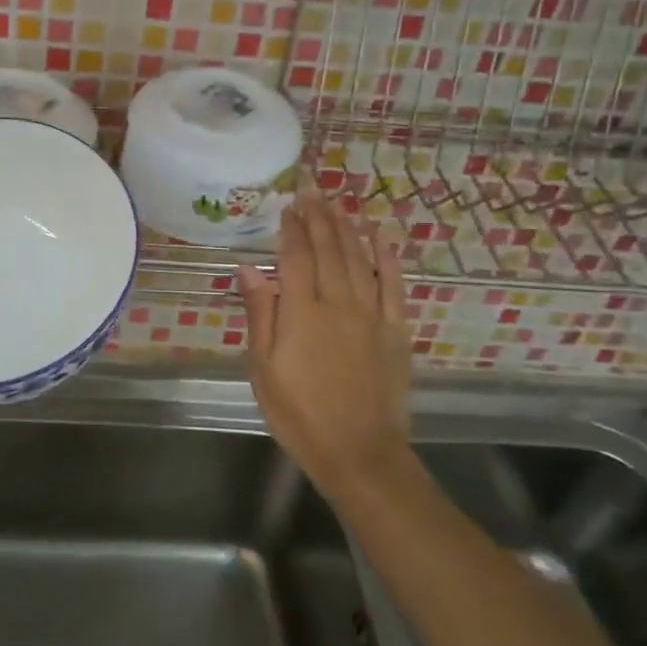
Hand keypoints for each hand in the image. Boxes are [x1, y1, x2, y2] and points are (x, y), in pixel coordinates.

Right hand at [238, 194, 414, 501]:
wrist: (359, 453)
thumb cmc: (299, 413)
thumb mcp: (263, 369)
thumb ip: (260, 315)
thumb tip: (250, 268)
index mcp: (302, 313)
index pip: (296, 258)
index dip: (292, 229)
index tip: (287, 207)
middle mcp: (338, 304)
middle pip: (329, 250)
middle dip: (319, 218)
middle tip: (312, 193)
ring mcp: (372, 315)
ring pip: (359, 260)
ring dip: (347, 229)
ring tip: (337, 205)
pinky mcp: (396, 330)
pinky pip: (393, 285)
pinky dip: (388, 258)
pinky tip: (382, 236)